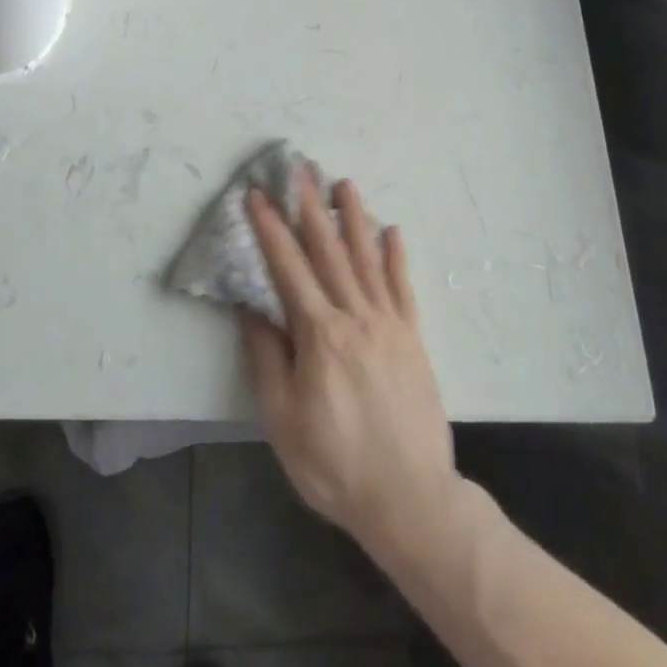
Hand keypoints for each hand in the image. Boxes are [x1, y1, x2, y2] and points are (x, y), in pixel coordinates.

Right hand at [241, 173, 461, 561]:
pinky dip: (396, 256)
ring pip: (367, 259)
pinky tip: (392, 231)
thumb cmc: (334, 463)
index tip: (258, 194)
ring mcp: (389, 324)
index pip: (288, 267)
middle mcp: (356, 316)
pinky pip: (403, 288)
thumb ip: (267, 357)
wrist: (409, 498)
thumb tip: (253, 308)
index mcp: (320, 334)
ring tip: (344, 184)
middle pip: (328, 251)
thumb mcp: (282, 418)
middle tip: (301, 169)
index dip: (271, 228)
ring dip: (353, 218)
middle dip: (311, 207)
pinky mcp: (413, 338)